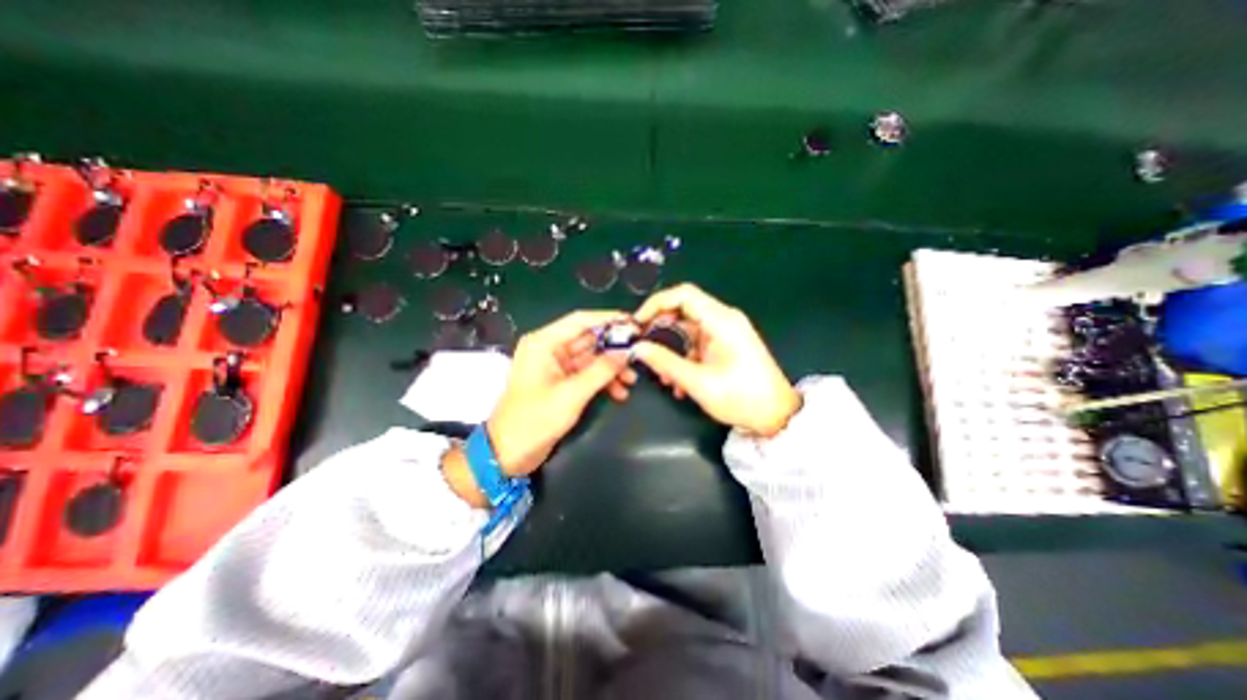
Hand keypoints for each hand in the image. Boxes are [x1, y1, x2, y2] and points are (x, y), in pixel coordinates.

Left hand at [485, 310, 636, 476]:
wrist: (509, 453)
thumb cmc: (535, 420)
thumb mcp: (571, 394)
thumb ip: (601, 371)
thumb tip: (627, 352)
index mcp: (544, 343)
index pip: (580, 320)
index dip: (608, 319)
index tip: (634, 323)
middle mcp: (550, 349)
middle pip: (588, 339)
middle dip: (614, 348)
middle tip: (639, 354)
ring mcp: (556, 366)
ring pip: (591, 358)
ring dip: (611, 368)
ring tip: (631, 380)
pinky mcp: (561, 382)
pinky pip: (587, 374)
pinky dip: (602, 381)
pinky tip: (619, 392)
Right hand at [635, 285, 797, 437]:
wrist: (776, 416)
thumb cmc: (741, 397)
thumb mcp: (698, 382)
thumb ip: (665, 362)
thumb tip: (638, 348)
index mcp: (721, 320)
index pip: (682, 295)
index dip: (656, 304)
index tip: (639, 323)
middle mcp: (724, 320)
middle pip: (683, 312)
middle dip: (661, 331)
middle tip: (645, 350)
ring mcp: (725, 332)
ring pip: (688, 330)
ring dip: (671, 350)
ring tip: (662, 375)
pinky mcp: (726, 345)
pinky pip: (697, 344)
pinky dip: (684, 358)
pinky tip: (678, 383)